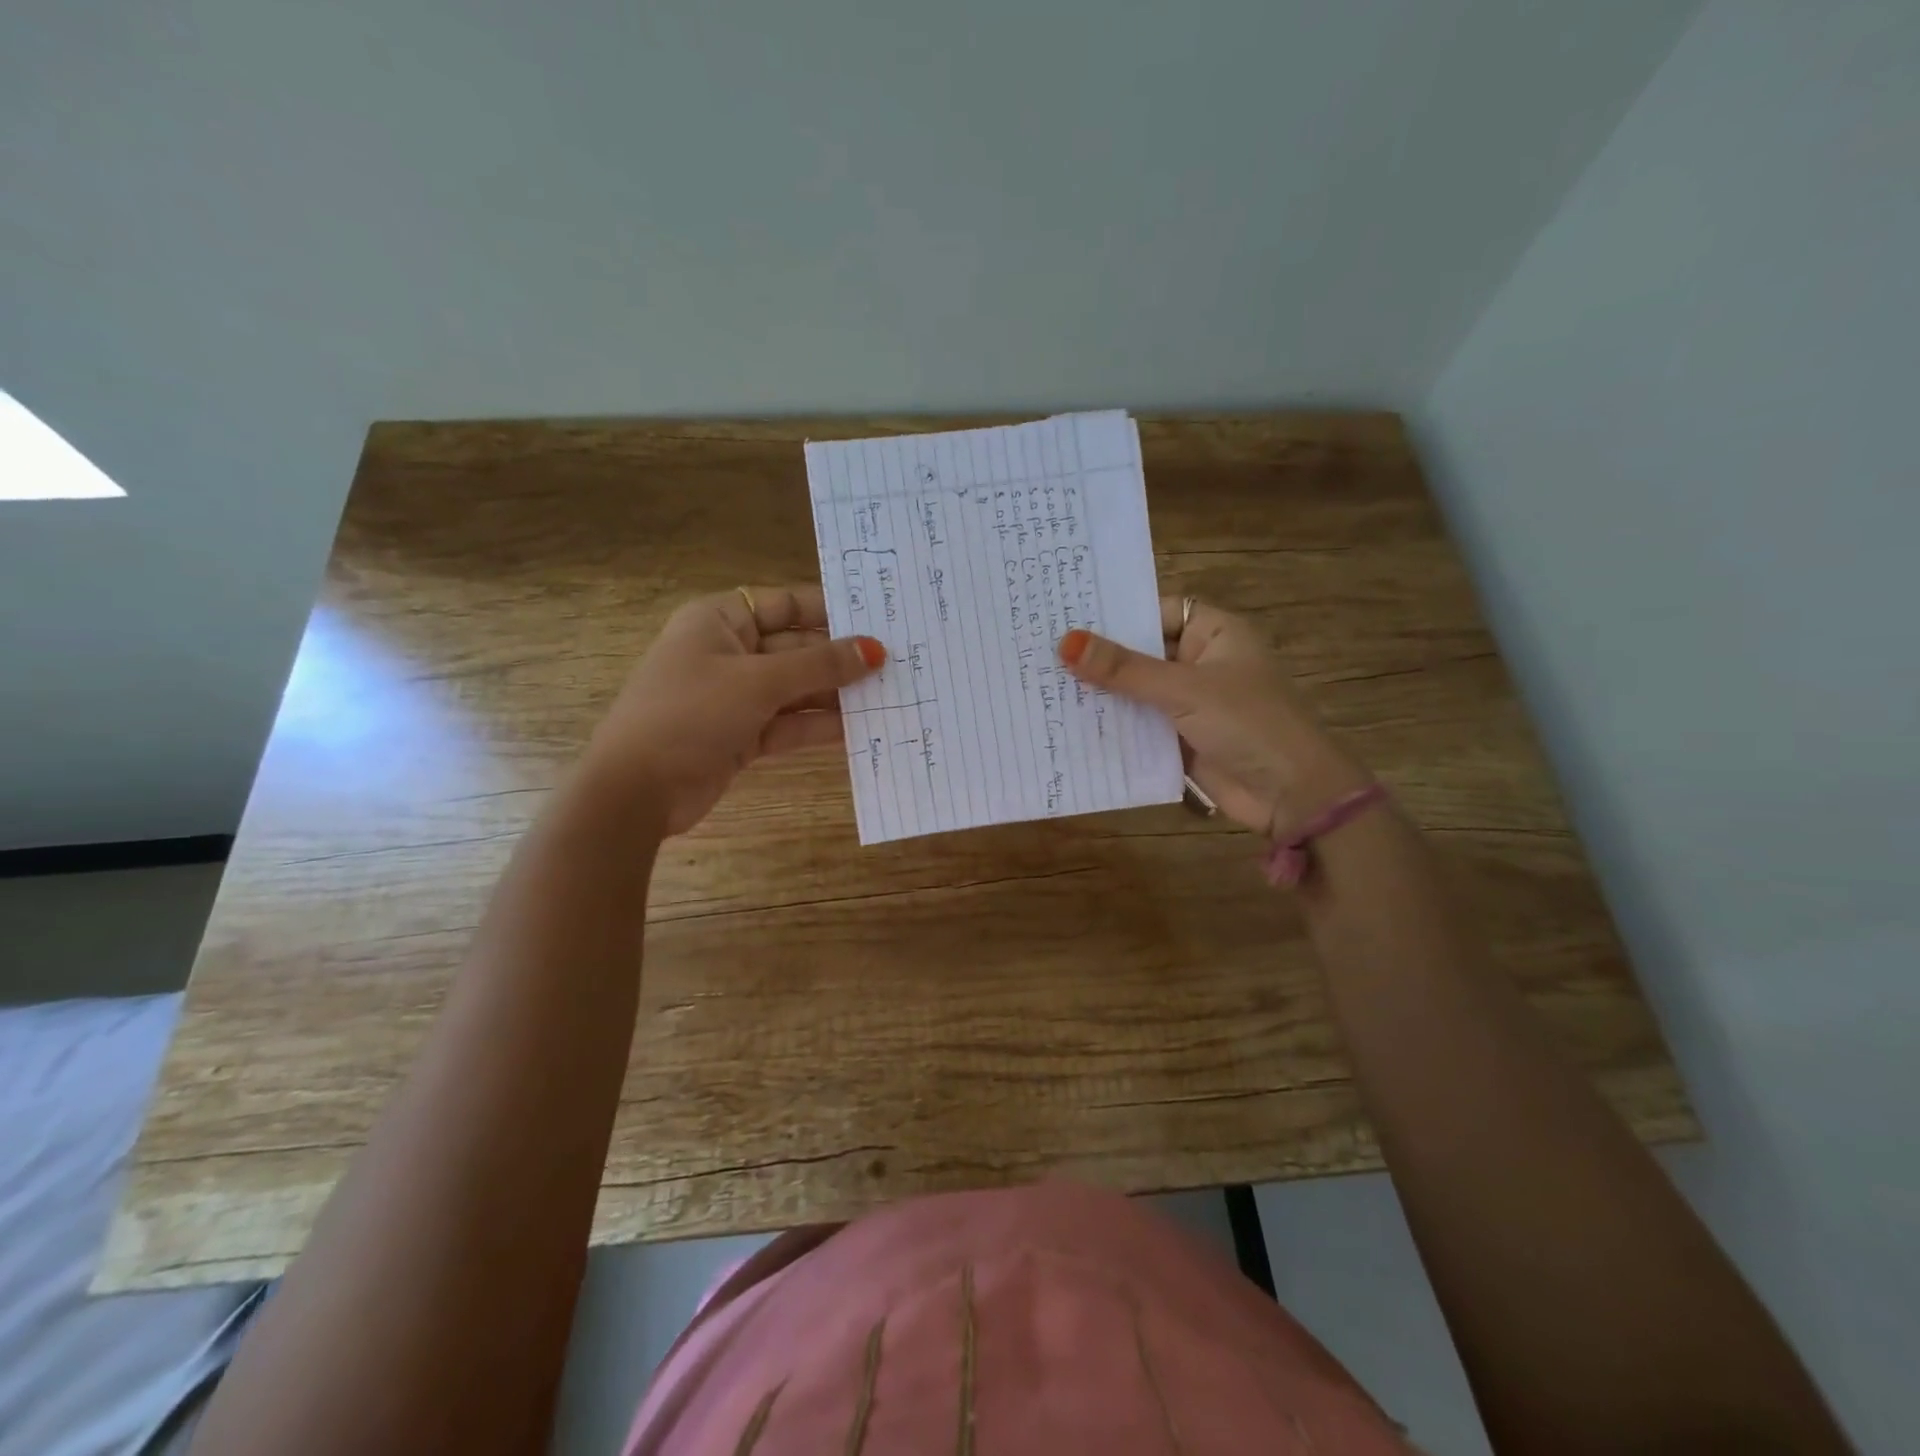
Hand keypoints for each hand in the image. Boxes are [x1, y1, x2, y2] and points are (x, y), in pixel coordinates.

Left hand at [589, 586, 884, 835]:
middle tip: (895, 662)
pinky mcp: (742, 735)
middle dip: (840, 657)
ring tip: (888, 694)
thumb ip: (820, 665)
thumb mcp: (759, 682)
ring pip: (796, 688)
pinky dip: (819, 725)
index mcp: (719, 621)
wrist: (637, 790)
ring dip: (836, 693)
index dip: (829, 610)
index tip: (877, 620)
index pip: (784, 604)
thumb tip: (875, 649)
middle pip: (795, 648)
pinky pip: (789, 722)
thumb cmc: (691, 713)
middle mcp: (728, 653)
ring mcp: (735, 697)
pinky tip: (860, 726)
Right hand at [1058, 598, 1369, 835]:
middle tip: (1039, 649)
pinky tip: (1068, 721)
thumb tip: (1066, 643)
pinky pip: (1138, 724)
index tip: (1064, 614)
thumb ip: (1124, 669)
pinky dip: (1111, 724)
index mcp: (1214, 633)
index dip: (1115, 613)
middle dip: (1099, 656)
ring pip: (1135, 690)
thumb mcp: (1184, 690)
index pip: (1155, 610)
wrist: (1291, 795)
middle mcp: (1199, 662)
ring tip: (1042, 682)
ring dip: (1101, 692)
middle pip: (1141, 651)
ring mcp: (1188, 702)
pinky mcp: (1178, 738)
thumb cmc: (1248, 724)